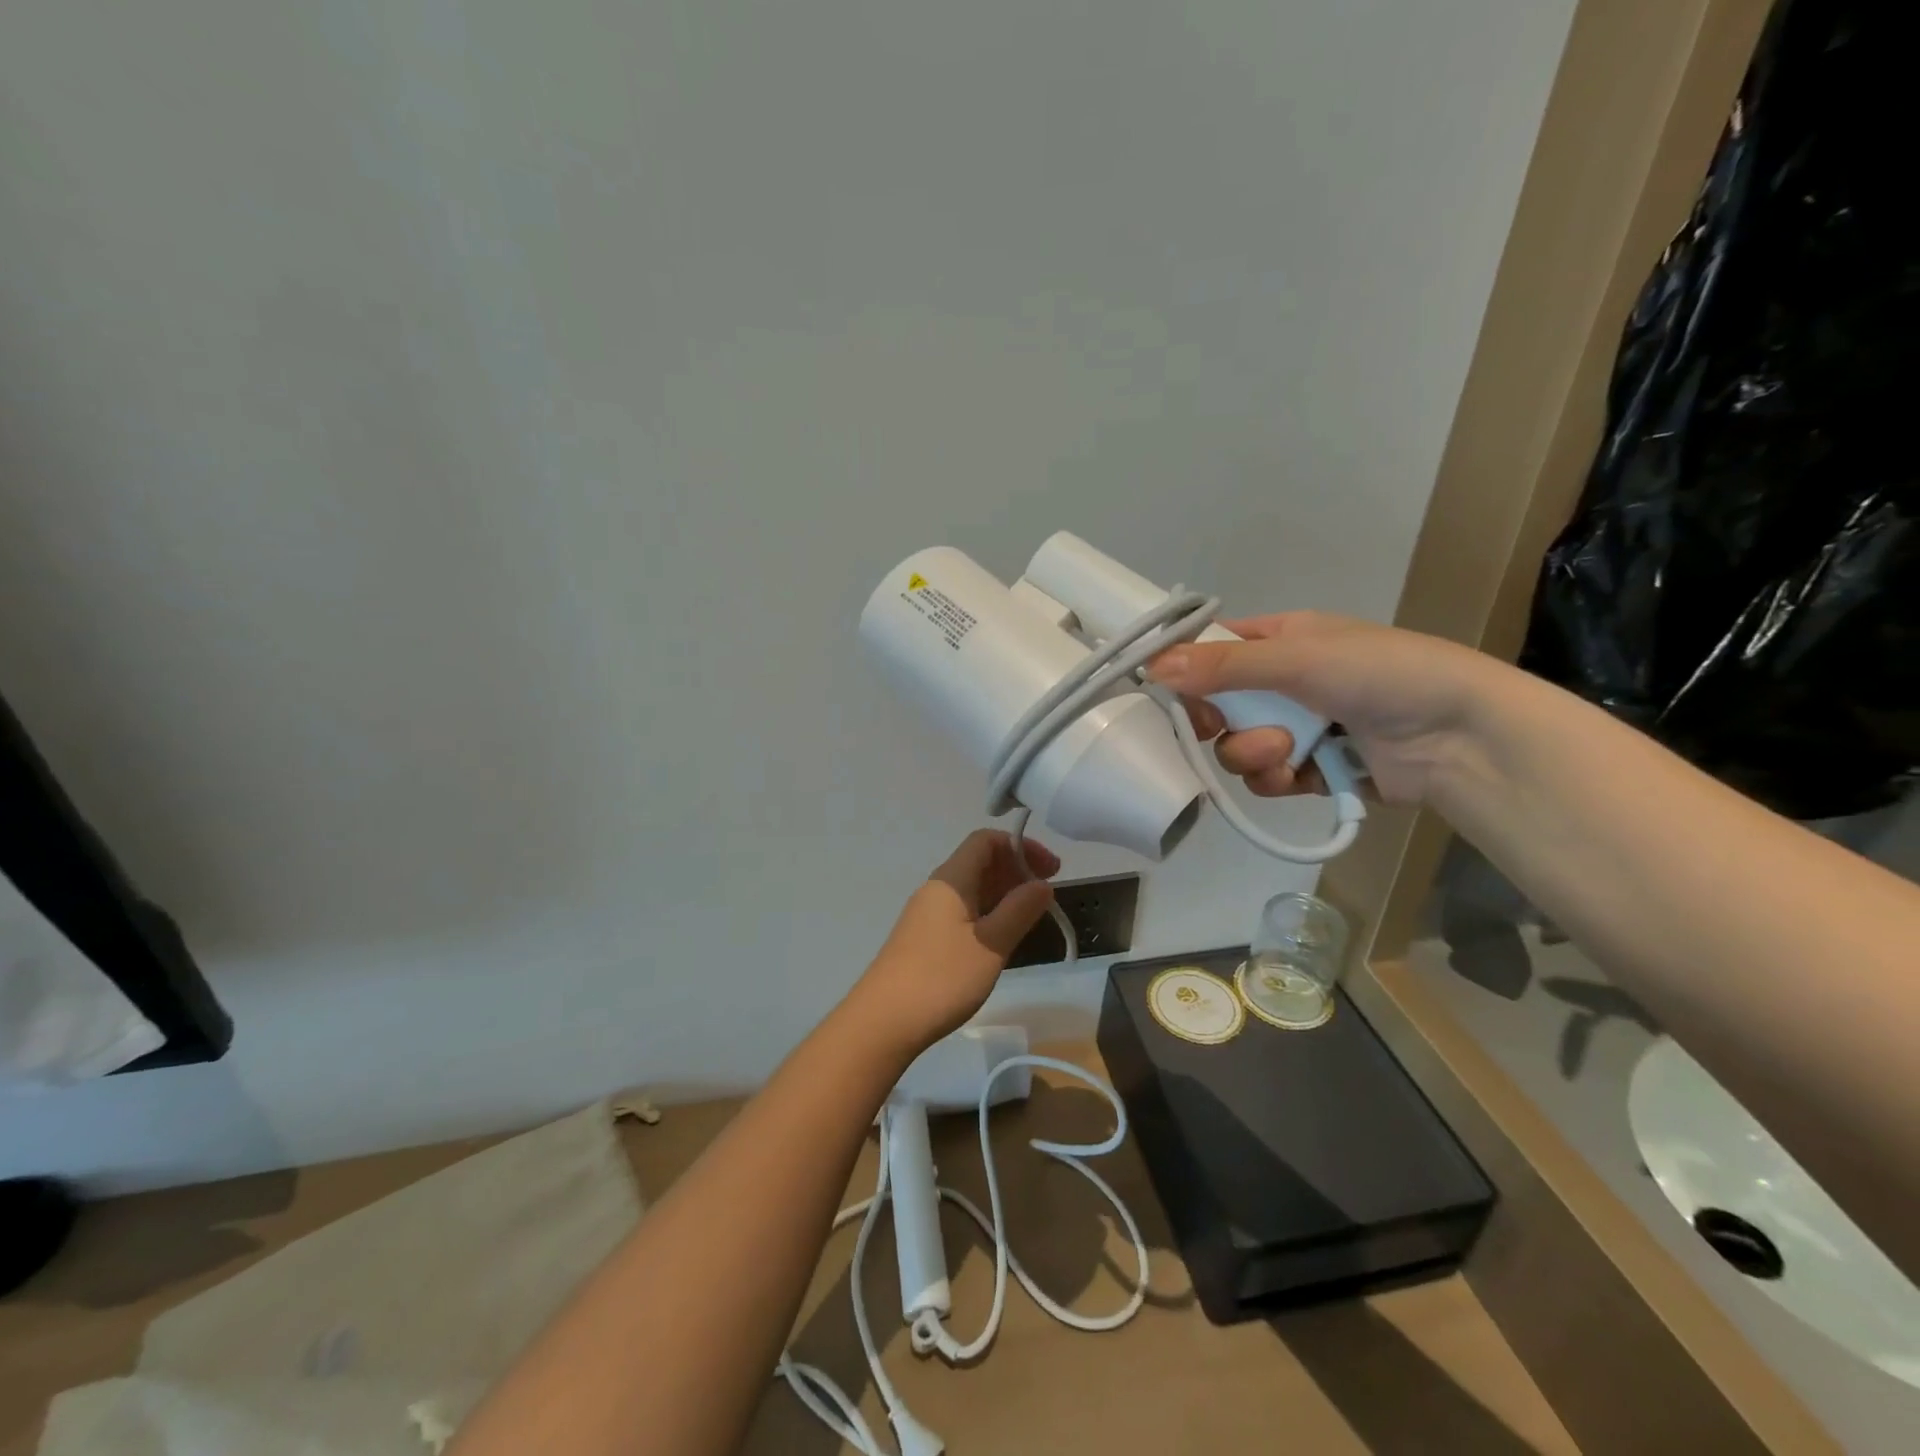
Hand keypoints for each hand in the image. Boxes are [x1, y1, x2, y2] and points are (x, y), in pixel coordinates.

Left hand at [844, 830, 1059, 1058]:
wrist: (884, 1021)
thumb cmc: (941, 978)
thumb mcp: (991, 944)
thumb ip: (1019, 910)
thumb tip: (1042, 884)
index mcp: (951, 880)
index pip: (986, 840)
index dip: (1021, 846)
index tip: (1052, 870)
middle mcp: (937, 889)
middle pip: (980, 862)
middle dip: (1016, 870)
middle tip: (1048, 895)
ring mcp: (928, 914)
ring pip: (972, 889)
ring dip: (1004, 894)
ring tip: (1032, 917)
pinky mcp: (925, 938)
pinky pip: (963, 912)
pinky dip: (989, 914)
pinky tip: (1002, 939)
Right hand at [1147, 612, 1501, 804]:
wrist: (1459, 737)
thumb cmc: (1381, 674)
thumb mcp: (1298, 658)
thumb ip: (1223, 666)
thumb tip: (1151, 666)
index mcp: (1281, 640)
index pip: (1213, 649)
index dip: (1187, 670)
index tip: (1173, 690)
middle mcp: (1282, 682)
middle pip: (1215, 705)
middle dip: (1217, 722)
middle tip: (1219, 727)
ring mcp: (1296, 727)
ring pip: (1236, 746)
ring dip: (1251, 753)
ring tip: (1287, 751)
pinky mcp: (1309, 770)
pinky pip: (1265, 777)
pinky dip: (1274, 778)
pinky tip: (1298, 774)